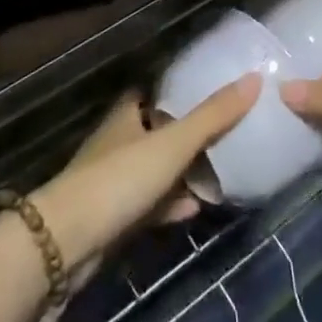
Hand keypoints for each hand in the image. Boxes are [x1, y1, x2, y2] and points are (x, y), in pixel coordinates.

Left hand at [31, 73, 259, 272]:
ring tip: (220, 171)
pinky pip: (151, 205)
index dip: (180, 90)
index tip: (211, 88)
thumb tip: (254, 78)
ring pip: (155, 170)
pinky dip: (172, 205)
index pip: (154, 93)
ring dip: (182, 172)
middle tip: (225, 132)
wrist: (68, 243)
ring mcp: (114, 181)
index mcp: (127, 115)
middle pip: (157, 131)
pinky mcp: (114, 218)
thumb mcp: (173, 143)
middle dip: (187, 133)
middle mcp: (119, 142)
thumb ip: (213, 115)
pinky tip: (197, 208)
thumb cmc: (120, 179)